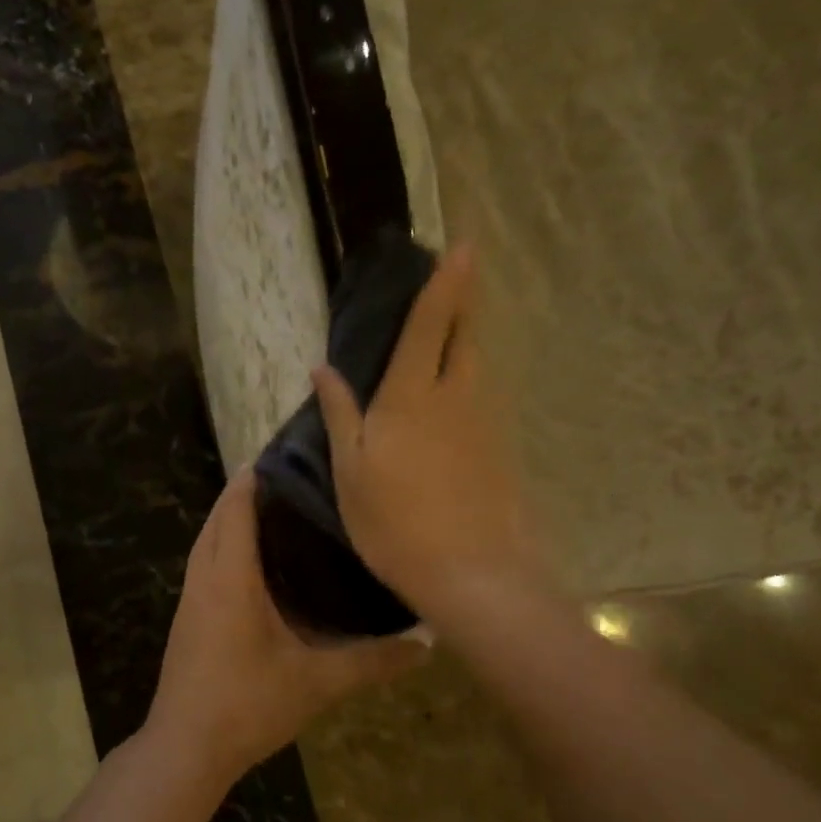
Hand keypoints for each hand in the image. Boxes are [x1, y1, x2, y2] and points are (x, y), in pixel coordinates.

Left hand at [147, 470, 426, 781]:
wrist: (185, 749)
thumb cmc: (248, 705)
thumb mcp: (318, 683)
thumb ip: (373, 662)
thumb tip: (428, 642)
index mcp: (230, 578)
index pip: (236, 509)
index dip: (254, 478)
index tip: (283, 455)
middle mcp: (204, 578)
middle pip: (218, 518)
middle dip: (244, 493)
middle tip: (290, 480)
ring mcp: (189, 599)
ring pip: (206, 542)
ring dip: (231, 520)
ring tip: (276, 512)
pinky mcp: (187, 619)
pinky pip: (204, 565)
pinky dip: (225, 548)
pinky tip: (256, 565)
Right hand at [312, 244, 529, 623]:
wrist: (470, 574)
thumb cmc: (395, 522)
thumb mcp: (350, 470)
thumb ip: (339, 414)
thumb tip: (322, 368)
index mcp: (412, 397)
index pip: (430, 325)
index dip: (446, 284)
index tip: (463, 247)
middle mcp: (455, 398)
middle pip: (465, 338)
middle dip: (463, 305)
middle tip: (457, 282)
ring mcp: (483, 425)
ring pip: (476, 368)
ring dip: (466, 342)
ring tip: (449, 335)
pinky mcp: (498, 451)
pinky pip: (481, 401)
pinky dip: (467, 384)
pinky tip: (452, 404)